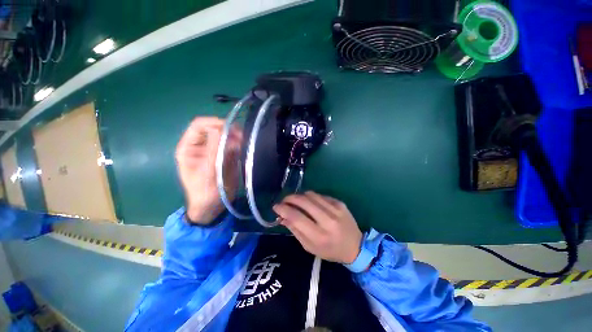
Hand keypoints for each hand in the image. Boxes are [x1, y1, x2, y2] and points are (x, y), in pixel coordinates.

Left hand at [175, 117, 241, 224]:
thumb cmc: (204, 192)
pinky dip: (238, 143)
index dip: (213, 123)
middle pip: (214, 129)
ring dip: (234, 136)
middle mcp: (202, 146)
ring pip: (225, 136)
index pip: (199, 126)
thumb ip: (213, 151)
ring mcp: (215, 150)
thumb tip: (219, 129)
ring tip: (243, 140)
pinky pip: (232, 145)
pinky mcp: (226, 156)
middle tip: (240, 135)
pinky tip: (243, 145)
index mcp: (189, 147)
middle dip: (227, 130)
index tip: (229, 128)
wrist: (214, 205)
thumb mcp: (207, 172)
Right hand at [273, 192, 362, 263]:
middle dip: (290, 198)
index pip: (296, 217)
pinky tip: (310, 203)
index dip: (283, 209)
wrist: (355, 246)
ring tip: (296, 201)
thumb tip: (282, 217)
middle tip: (284, 200)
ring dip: (300, 196)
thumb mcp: (310, 247)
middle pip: (303, 201)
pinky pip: (320, 195)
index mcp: (319, 235)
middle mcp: (328, 220)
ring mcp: (335, 209)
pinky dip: (311, 197)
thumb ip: (295, 230)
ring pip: (311, 195)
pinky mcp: (340, 203)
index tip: (275, 206)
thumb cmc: (330, 250)